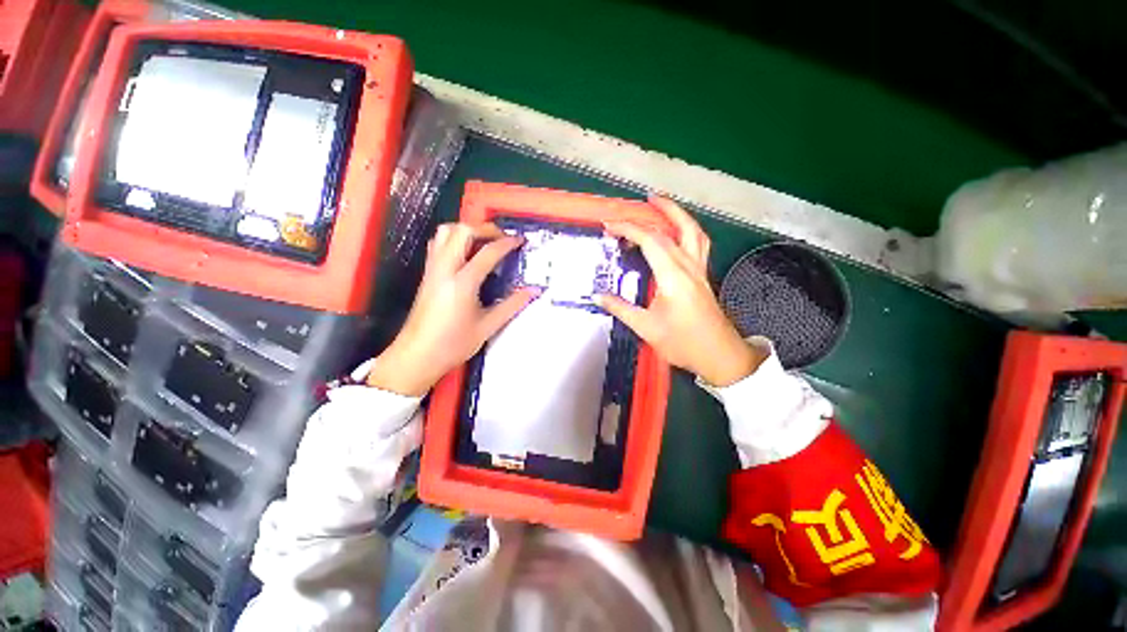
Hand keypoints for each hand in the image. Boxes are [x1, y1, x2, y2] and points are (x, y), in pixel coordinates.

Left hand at [367, 223, 540, 395]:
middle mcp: (445, 269)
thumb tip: (534, 290)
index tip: (520, 240)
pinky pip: (438, 244)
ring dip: (466, 230)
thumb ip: (512, 305)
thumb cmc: (453, 344)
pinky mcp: (426, 274)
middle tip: (501, 238)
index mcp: (462, 283)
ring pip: (445, 233)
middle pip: (462, 231)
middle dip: (485, 228)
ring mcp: (432, 269)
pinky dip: (454, 239)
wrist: (416, 356)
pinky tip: (466, 254)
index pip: (487, 252)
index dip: (506, 243)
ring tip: (484, 242)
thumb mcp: (487, 327)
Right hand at [596, 197, 765, 385]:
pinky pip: (698, 243)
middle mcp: (689, 266)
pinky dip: (686, 230)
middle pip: (675, 228)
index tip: (609, 226)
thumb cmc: (683, 343)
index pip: (650, 240)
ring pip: (693, 232)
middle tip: (644, 199)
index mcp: (673, 276)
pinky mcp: (703, 276)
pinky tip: (677, 234)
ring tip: (664, 207)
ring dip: (679, 215)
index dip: (629, 229)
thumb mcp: (647, 328)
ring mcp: (700, 270)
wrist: (719, 356)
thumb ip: (621, 308)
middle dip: (658, 211)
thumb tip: (598, 296)